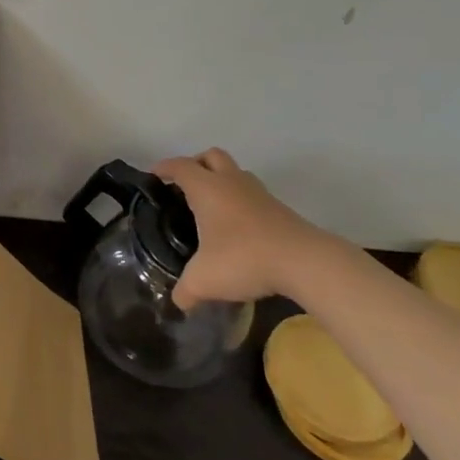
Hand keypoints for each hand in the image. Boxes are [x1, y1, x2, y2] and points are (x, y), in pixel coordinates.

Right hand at [153, 149, 343, 309]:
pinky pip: (252, 194)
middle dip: (196, 164)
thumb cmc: (244, 258)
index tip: (154, 176)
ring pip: (235, 173)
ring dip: (221, 181)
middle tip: (184, 185)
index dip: (164, 168)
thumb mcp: (204, 280)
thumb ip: (186, 291)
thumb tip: (178, 302)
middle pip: (211, 156)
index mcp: (206, 188)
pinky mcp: (279, 208)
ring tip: (211, 206)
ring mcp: (259, 193)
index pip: (179, 166)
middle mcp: (231, 182)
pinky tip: (237, 227)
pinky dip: (240, 201)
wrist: (305, 261)